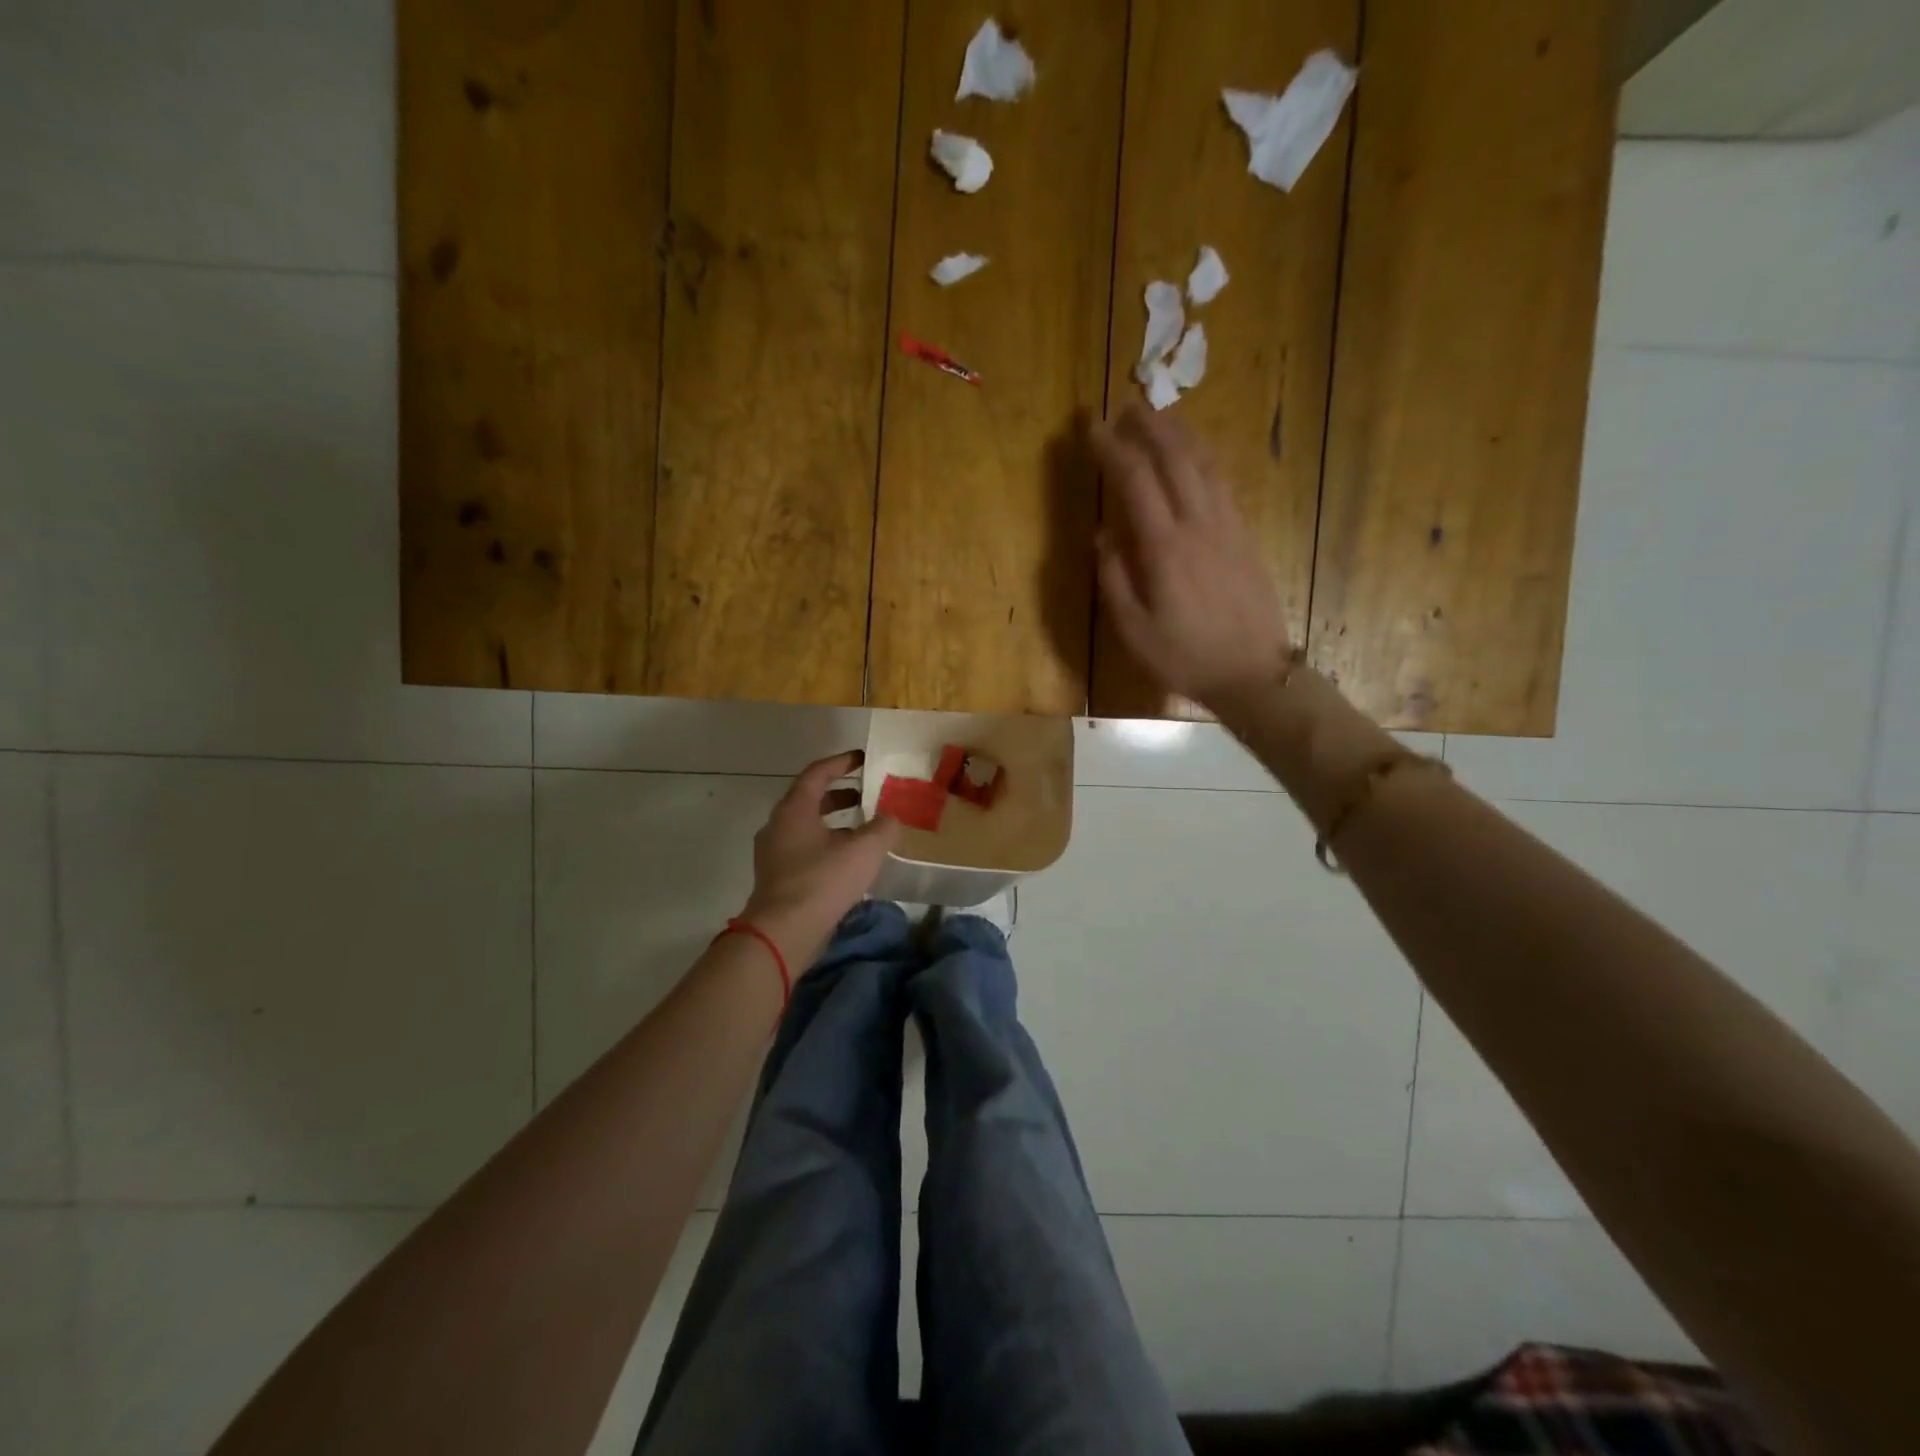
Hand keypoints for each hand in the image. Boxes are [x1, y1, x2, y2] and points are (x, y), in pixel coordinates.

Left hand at [740, 751, 900, 968]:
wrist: (783, 932)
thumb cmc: (822, 880)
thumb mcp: (864, 850)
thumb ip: (883, 828)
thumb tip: (891, 819)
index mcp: (794, 809)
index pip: (817, 773)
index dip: (841, 762)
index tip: (863, 758)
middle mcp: (779, 826)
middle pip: (810, 800)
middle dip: (840, 795)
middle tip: (867, 796)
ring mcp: (775, 854)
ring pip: (808, 828)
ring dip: (835, 824)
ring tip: (864, 831)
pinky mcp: (778, 879)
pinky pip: (805, 851)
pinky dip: (827, 846)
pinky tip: (850, 863)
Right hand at [1089, 406, 1292, 707]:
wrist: (1252, 673)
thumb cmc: (1184, 656)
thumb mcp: (1133, 630)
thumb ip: (1114, 578)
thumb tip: (1103, 534)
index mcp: (1165, 547)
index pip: (1135, 481)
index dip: (1112, 448)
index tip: (1092, 426)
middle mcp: (1199, 525)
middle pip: (1175, 459)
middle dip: (1149, 426)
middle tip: (1127, 403)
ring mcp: (1228, 527)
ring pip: (1205, 464)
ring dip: (1181, 434)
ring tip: (1162, 415)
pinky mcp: (1245, 536)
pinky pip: (1223, 483)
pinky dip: (1205, 459)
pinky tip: (1196, 455)